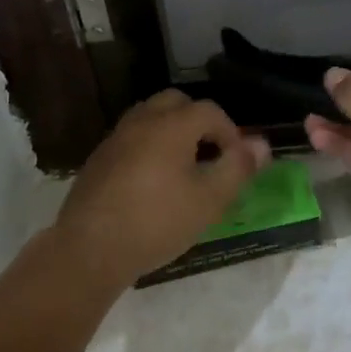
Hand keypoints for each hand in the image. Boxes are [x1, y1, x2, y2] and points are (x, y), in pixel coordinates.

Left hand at [54, 90, 269, 288]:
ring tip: (183, 167)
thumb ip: (238, 168)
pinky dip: (149, 146)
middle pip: (176, 103)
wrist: (90, 248)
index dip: (230, 131)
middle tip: (210, 154)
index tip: (237, 160)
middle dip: (199, 122)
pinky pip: (132, 138)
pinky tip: (152, 181)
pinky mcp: (99, 158)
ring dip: (172, 131)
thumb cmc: (157, 222)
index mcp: (172, 124)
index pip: (210, 110)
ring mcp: (116, 137)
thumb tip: (261, 144)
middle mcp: (142, 120)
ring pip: (150, 117)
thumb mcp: (209, 200)